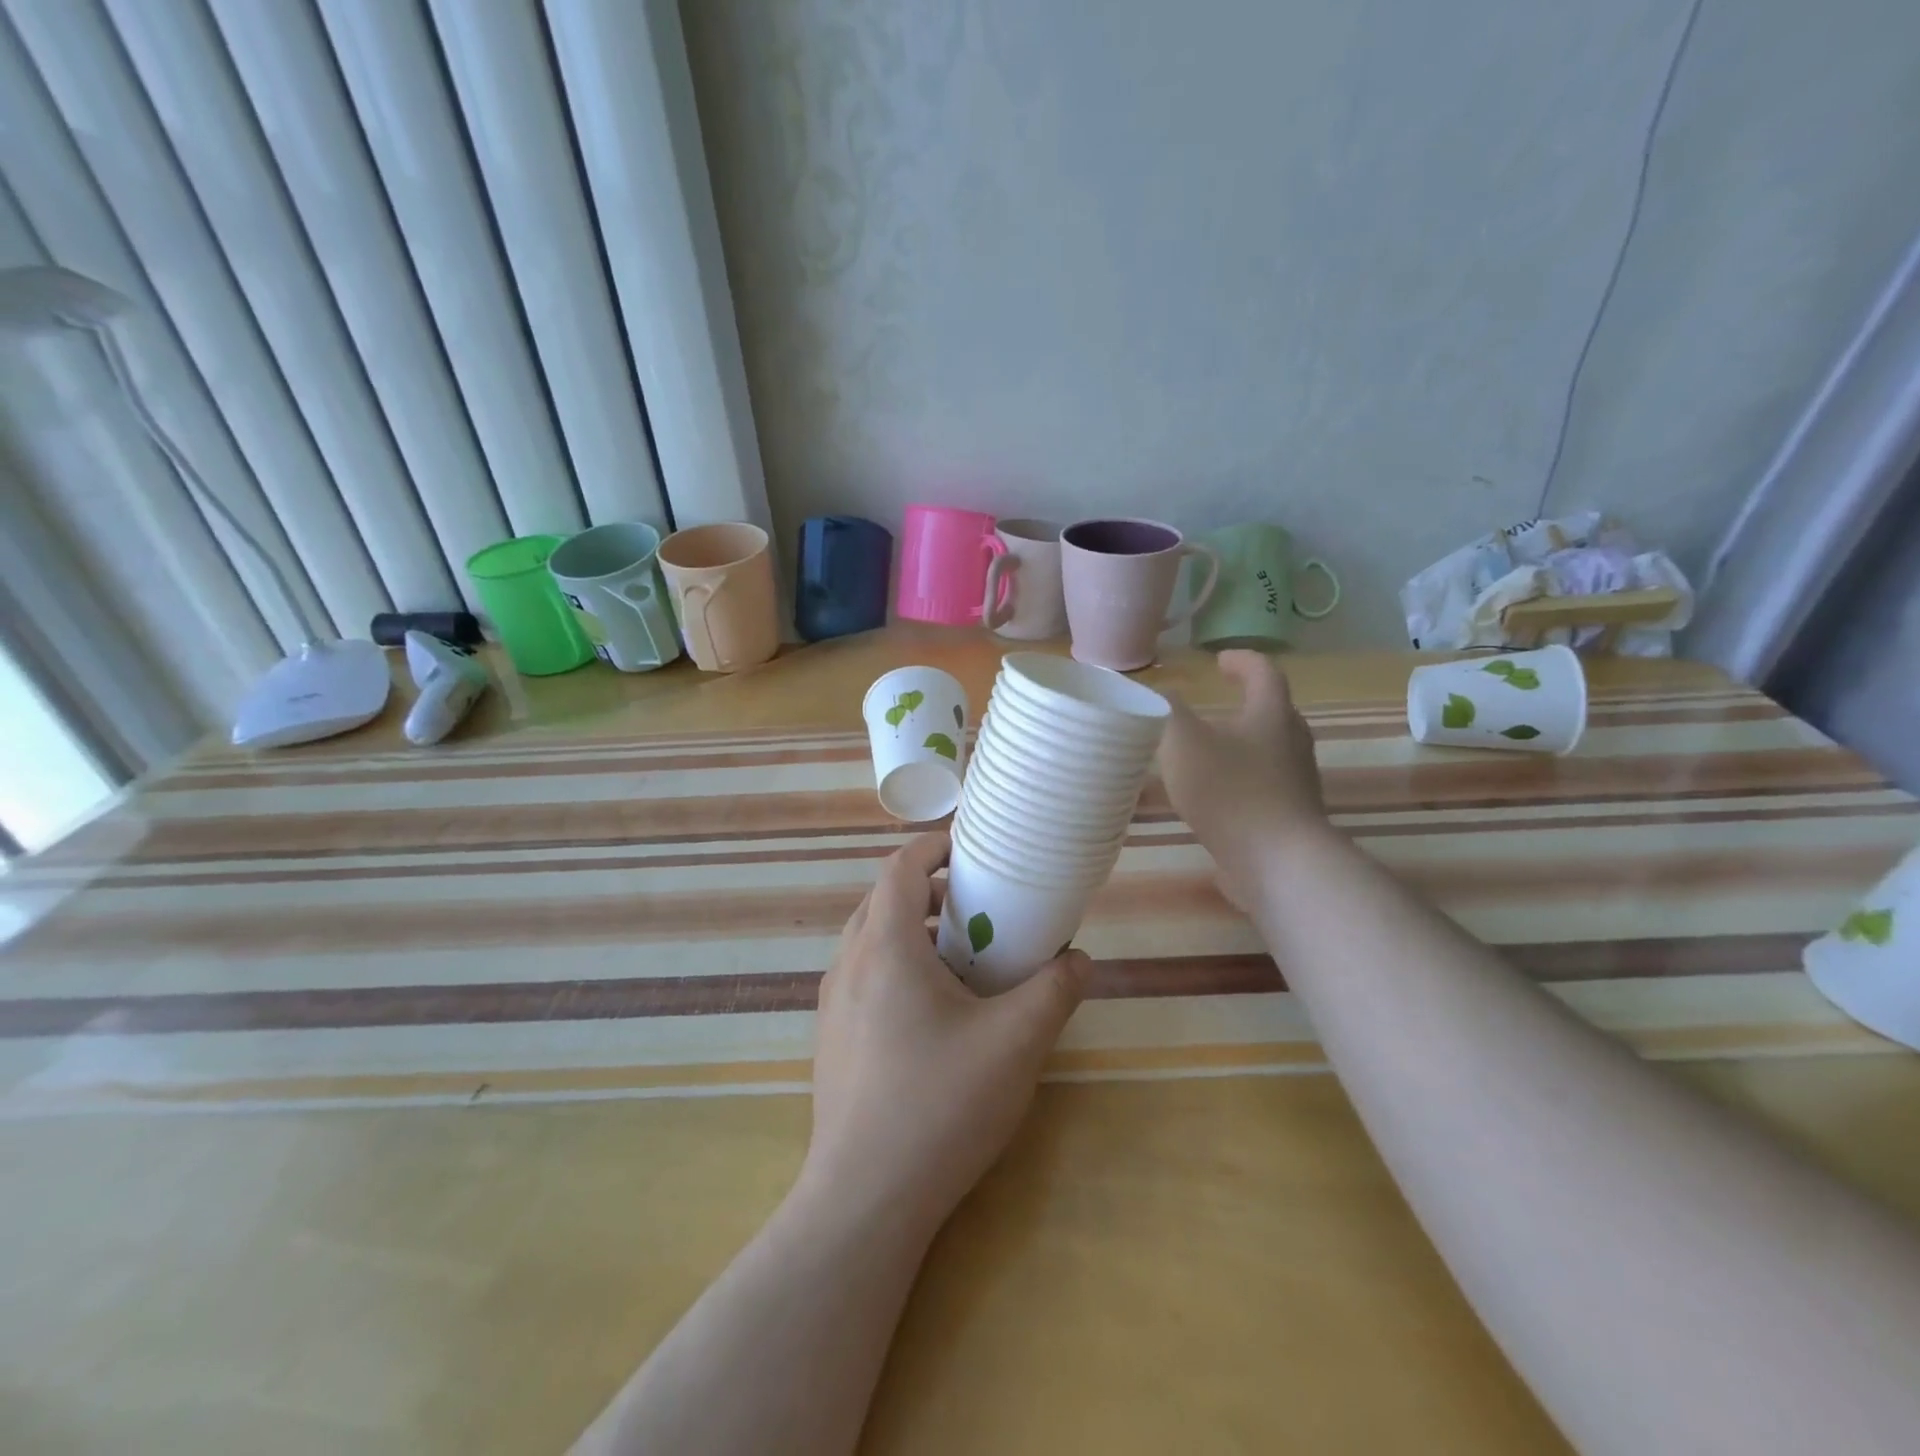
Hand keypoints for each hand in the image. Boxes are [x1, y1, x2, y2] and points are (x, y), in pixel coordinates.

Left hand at [802, 832, 1091, 1233]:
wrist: (864, 1200)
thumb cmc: (940, 1105)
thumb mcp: (1015, 1042)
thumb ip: (1054, 991)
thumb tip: (1079, 960)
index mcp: (884, 946)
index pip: (900, 867)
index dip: (934, 847)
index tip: (972, 851)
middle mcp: (847, 964)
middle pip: (882, 900)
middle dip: (929, 891)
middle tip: (976, 906)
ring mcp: (831, 1005)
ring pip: (869, 941)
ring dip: (911, 931)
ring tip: (960, 958)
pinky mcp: (830, 1040)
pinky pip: (862, 978)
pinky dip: (895, 967)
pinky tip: (932, 1013)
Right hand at [1158, 650, 1330, 910]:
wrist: (1277, 862)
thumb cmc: (1230, 791)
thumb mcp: (1183, 742)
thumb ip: (1166, 712)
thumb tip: (1158, 692)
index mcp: (1271, 716)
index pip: (1264, 674)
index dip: (1242, 661)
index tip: (1219, 660)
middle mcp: (1292, 745)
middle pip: (1275, 714)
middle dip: (1247, 705)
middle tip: (1217, 706)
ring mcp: (1296, 785)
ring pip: (1271, 754)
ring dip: (1243, 747)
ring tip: (1208, 753)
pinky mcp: (1289, 819)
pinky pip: (1265, 790)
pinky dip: (1241, 784)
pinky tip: (1213, 800)